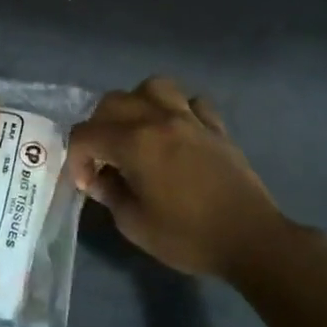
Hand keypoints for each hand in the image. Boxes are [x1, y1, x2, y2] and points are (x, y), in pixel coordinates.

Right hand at [68, 77, 287, 279]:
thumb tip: (100, 178)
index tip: (87, 184)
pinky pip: (192, 102)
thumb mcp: (134, 224)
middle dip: (98, 128)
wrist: (249, 239)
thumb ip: (110, 194)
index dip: (77, 158)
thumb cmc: (187, 236)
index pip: (86, 134)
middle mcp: (159, 120)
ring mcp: (191, 119)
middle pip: (113, 102)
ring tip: (137, 130)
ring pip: (154, 87)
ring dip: (137, 104)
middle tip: (103, 158)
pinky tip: (177, 132)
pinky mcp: (216, 127)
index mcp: (134, 143)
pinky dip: (178, 109)